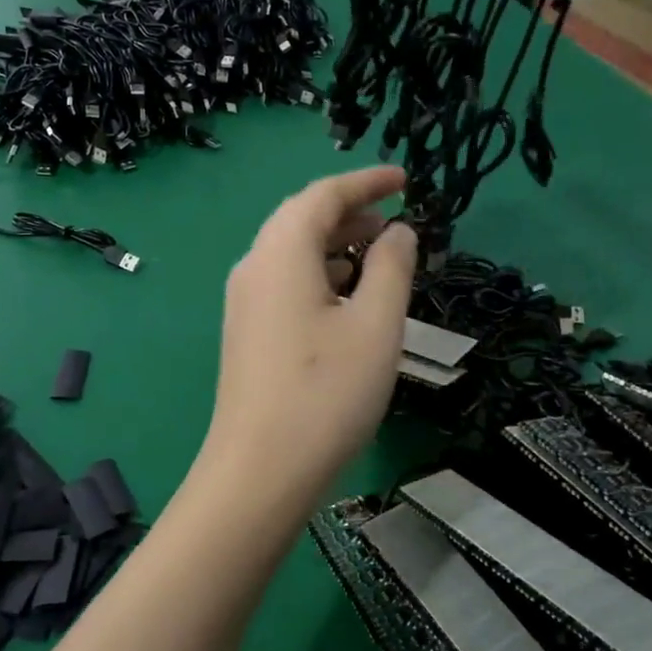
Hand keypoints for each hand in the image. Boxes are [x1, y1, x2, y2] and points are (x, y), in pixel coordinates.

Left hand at [201, 167, 417, 515]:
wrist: (259, 471)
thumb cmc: (326, 392)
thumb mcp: (376, 324)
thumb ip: (392, 267)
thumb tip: (398, 231)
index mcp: (280, 251)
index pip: (324, 194)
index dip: (367, 181)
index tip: (406, 179)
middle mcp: (254, 265)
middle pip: (303, 218)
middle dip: (352, 213)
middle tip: (398, 223)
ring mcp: (245, 299)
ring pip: (294, 252)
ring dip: (338, 245)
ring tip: (382, 259)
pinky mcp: (247, 329)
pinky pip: (287, 281)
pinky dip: (322, 274)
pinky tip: (350, 299)